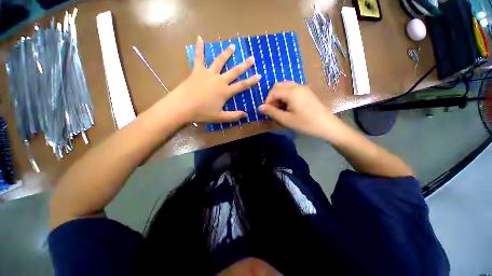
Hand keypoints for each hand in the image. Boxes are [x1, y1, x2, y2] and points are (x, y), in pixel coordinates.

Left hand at [163, 36, 260, 124]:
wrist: (182, 107)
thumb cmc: (202, 113)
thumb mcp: (220, 117)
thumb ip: (234, 116)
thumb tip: (246, 115)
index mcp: (225, 91)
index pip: (242, 85)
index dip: (251, 81)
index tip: (259, 76)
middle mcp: (219, 80)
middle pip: (234, 71)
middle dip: (244, 65)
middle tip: (251, 58)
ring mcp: (208, 74)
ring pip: (219, 61)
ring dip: (227, 53)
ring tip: (233, 46)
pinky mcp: (197, 71)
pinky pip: (199, 58)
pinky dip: (199, 48)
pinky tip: (200, 38)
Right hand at [259, 82, 340, 137]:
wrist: (327, 125)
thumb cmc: (305, 123)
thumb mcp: (286, 119)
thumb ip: (272, 112)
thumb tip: (259, 107)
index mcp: (291, 92)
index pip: (273, 91)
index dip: (267, 101)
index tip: (267, 111)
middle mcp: (297, 86)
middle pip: (279, 86)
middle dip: (273, 97)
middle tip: (273, 109)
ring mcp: (303, 88)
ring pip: (285, 87)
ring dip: (279, 96)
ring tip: (280, 109)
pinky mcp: (307, 92)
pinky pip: (292, 89)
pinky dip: (286, 96)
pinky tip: (288, 106)